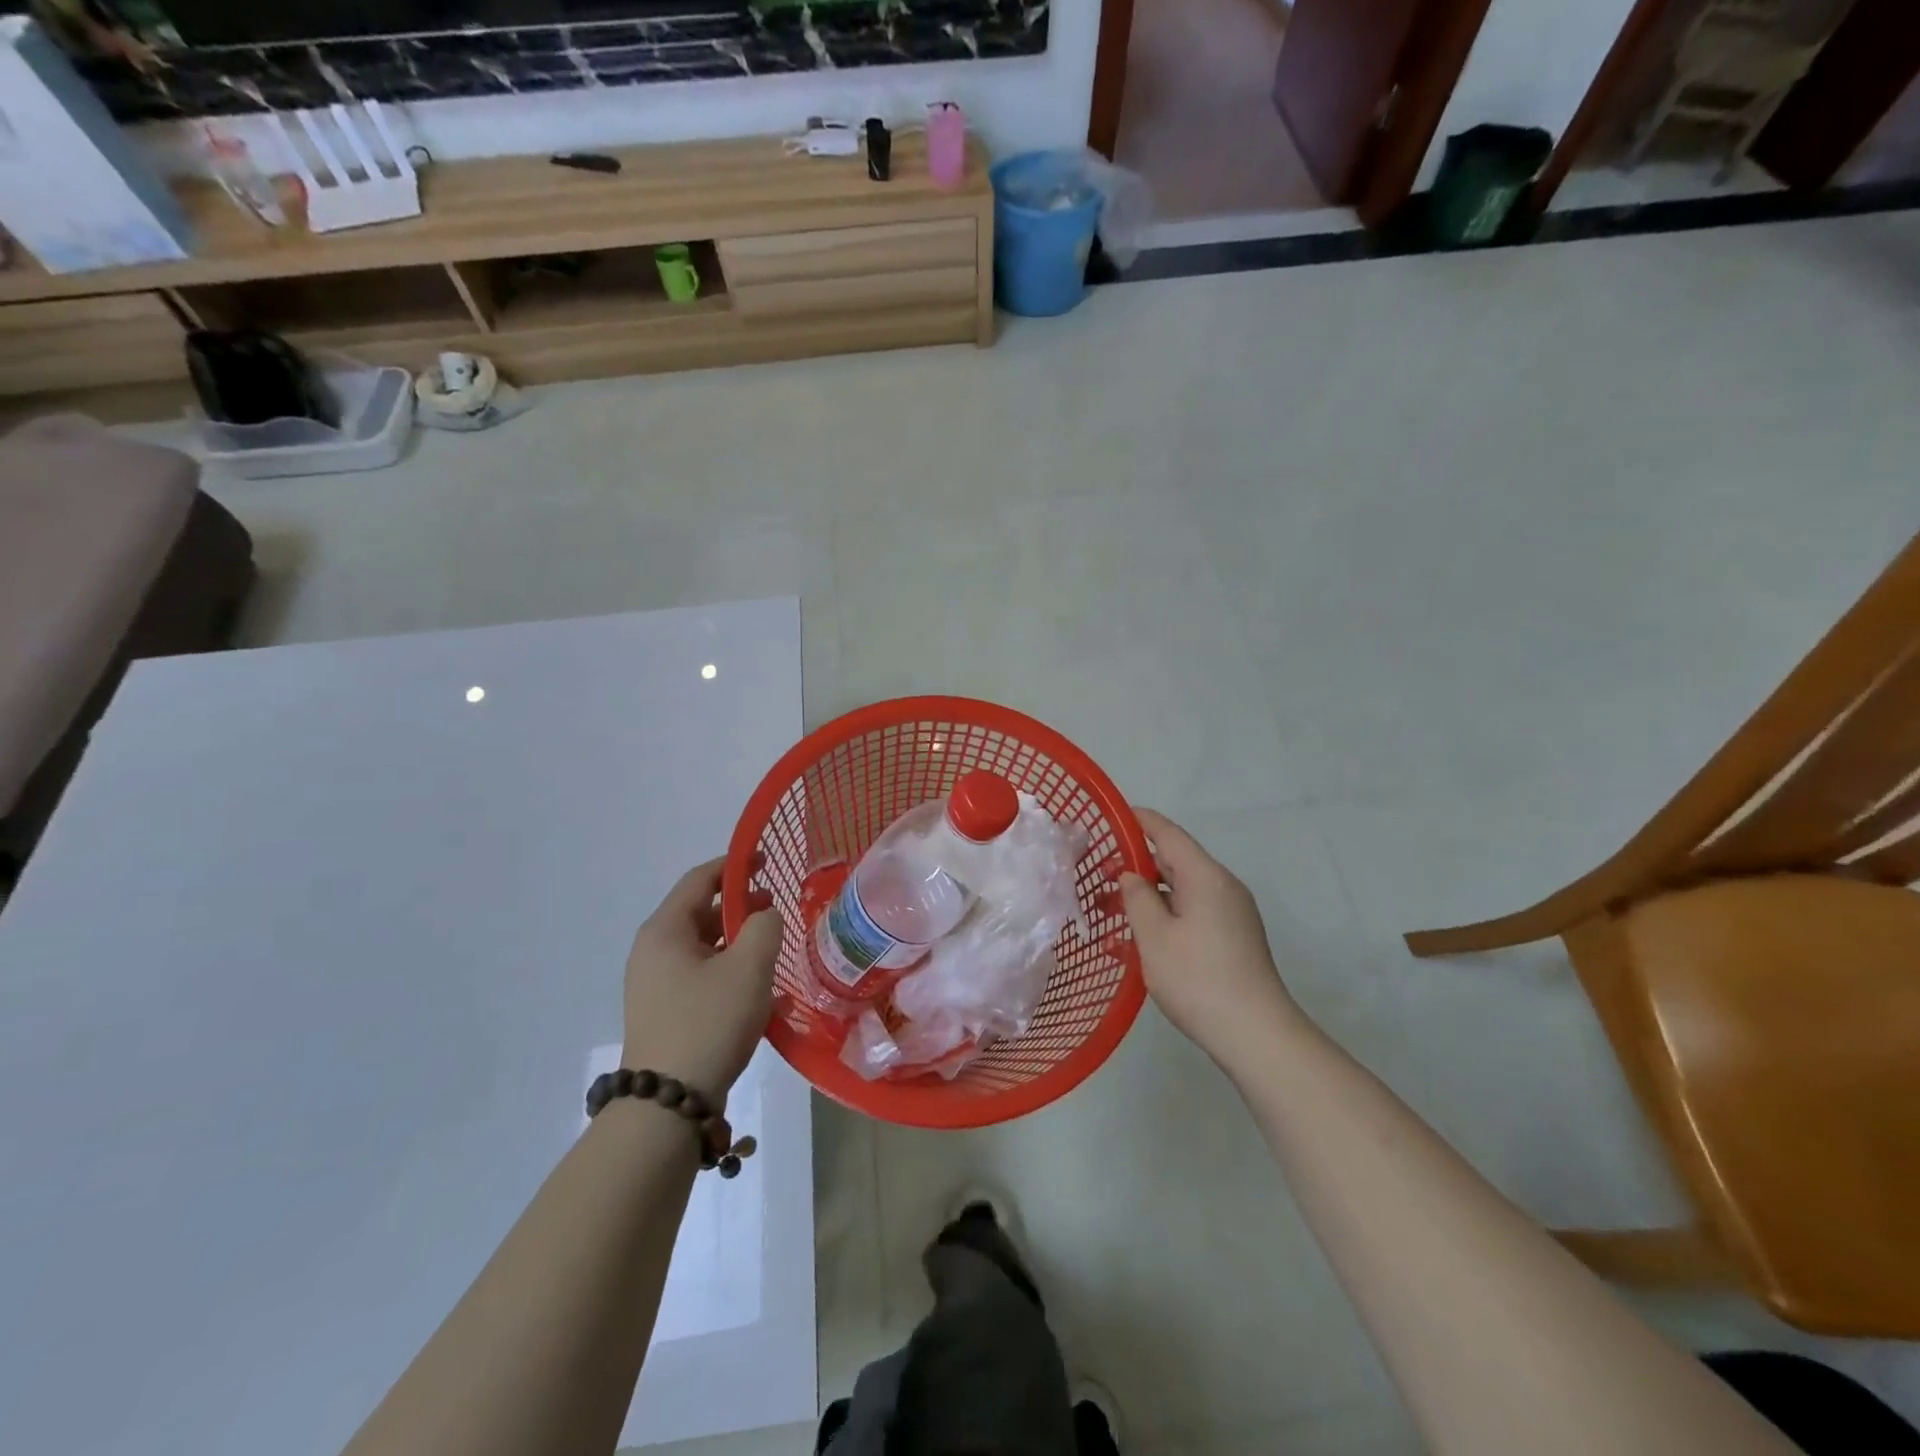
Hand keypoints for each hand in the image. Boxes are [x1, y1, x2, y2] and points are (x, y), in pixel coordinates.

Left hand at [622, 857, 782, 1103]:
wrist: (668, 1104)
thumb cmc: (709, 1022)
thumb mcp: (748, 966)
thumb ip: (764, 926)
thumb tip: (765, 916)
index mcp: (665, 931)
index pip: (699, 880)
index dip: (734, 866)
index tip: (766, 861)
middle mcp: (652, 952)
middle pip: (700, 912)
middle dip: (740, 905)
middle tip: (777, 907)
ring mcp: (654, 985)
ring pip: (702, 947)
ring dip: (737, 940)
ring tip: (772, 948)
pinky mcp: (664, 1012)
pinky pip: (700, 975)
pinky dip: (728, 969)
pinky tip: (758, 988)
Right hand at [1119, 809, 1300, 1061]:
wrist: (1256, 1035)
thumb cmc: (1198, 979)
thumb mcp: (1154, 937)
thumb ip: (1137, 898)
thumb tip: (1131, 876)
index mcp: (1205, 877)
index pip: (1168, 834)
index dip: (1139, 821)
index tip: (1111, 816)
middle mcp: (1223, 886)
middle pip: (1176, 861)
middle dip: (1137, 863)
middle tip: (1098, 873)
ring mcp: (1232, 913)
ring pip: (1183, 889)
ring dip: (1149, 894)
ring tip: (1112, 908)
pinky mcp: (1233, 937)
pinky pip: (1193, 911)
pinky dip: (1165, 913)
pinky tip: (1141, 936)